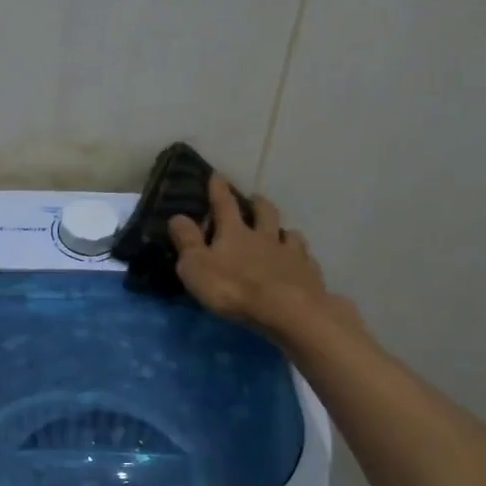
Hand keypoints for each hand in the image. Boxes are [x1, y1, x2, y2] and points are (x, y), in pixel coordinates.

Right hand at [169, 175, 356, 334]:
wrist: (287, 310)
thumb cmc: (233, 288)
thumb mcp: (196, 266)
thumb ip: (187, 241)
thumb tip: (177, 216)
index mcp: (234, 233)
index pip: (224, 205)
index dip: (218, 189)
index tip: (216, 175)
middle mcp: (264, 236)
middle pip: (264, 212)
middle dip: (257, 203)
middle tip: (254, 199)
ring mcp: (290, 253)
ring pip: (289, 233)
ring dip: (283, 229)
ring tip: (282, 231)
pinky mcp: (308, 273)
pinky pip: (306, 258)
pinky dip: (301, 255)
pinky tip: (301, 261)